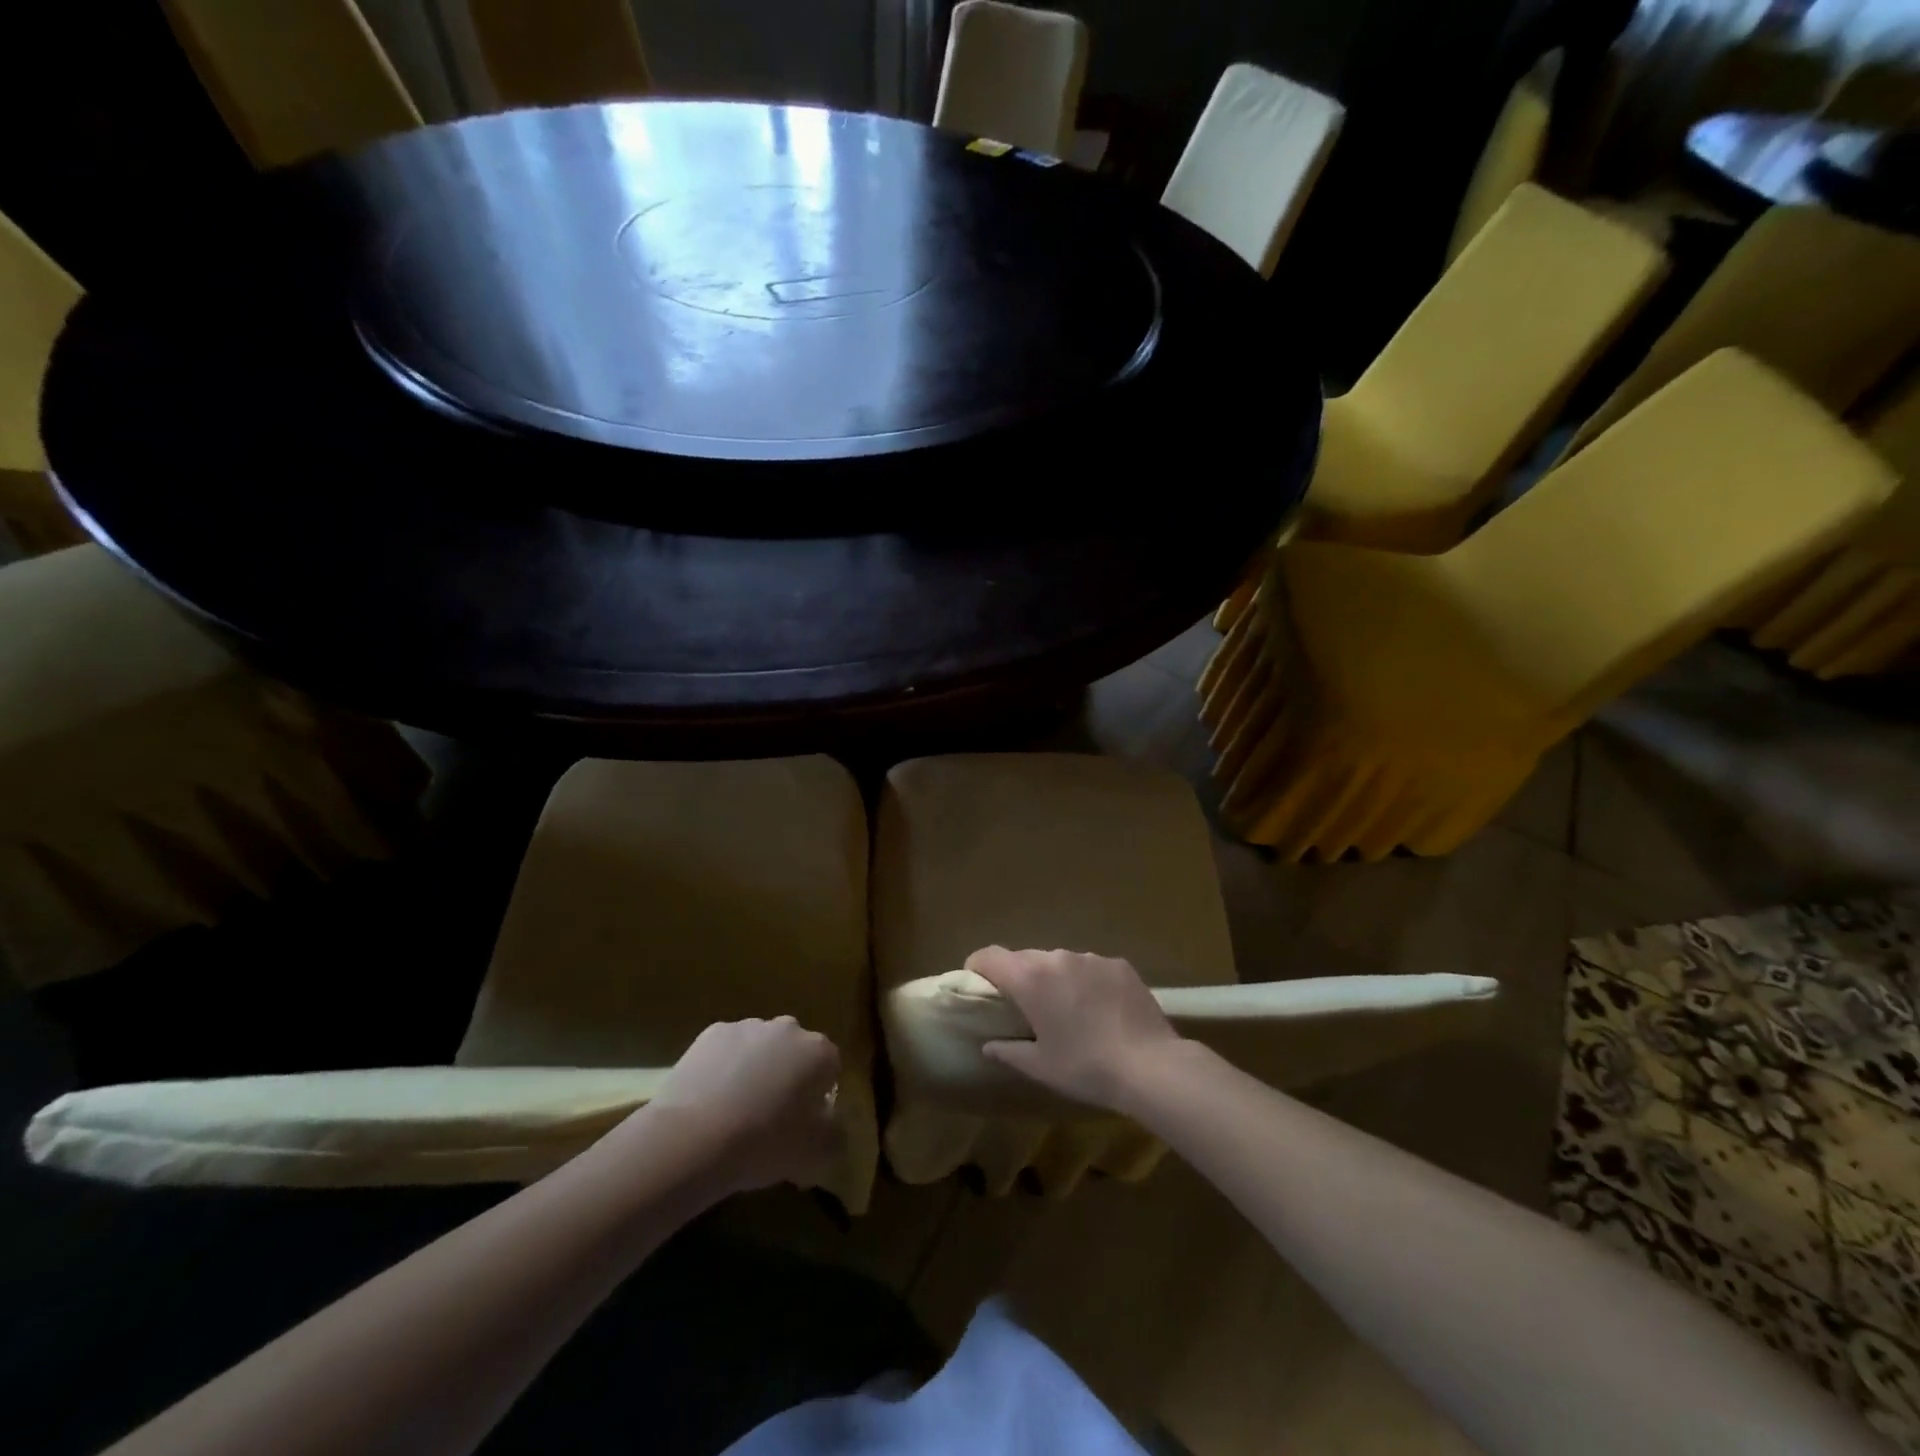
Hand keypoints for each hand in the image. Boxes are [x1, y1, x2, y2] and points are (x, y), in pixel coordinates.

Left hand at [648, 1017, 840, 1194]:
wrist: (694, 1137)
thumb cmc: (764, 1144)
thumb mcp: (815, 1155)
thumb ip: (834, 1137)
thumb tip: (832, 1127)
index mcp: (819, 1052)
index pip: (830, 1067)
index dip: (819, 1095)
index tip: (804, 1122)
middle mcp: (788, 1029)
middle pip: (795, 1051)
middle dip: (788, 1075)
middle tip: (771, 1116)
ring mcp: (748, 1027)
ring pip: (760, 1047)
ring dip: (756, 1069)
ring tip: (736, 1111)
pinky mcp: (712, 1033)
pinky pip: (727, 1049)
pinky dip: (724, 1067)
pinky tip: (711, 1100)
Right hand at [968, 947, 1185, 1111]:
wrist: (1150, 1065)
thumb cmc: (1086, 1067)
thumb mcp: (1041, 1066)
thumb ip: (1009, 1051)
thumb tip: (988, 1045)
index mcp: (1031, 979)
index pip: (990, 956)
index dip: (977, 966)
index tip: (977, 983)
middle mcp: (1057, 958)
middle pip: (1025, 958)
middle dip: (1019, 977)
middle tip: (1024, 1006)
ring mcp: (1091, 958)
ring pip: (1060, 961)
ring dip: (1055, 978)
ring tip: (1068, 1009)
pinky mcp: (1119, 964)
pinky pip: (1091, 967)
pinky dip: (1087, 981)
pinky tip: (1101, 1009)